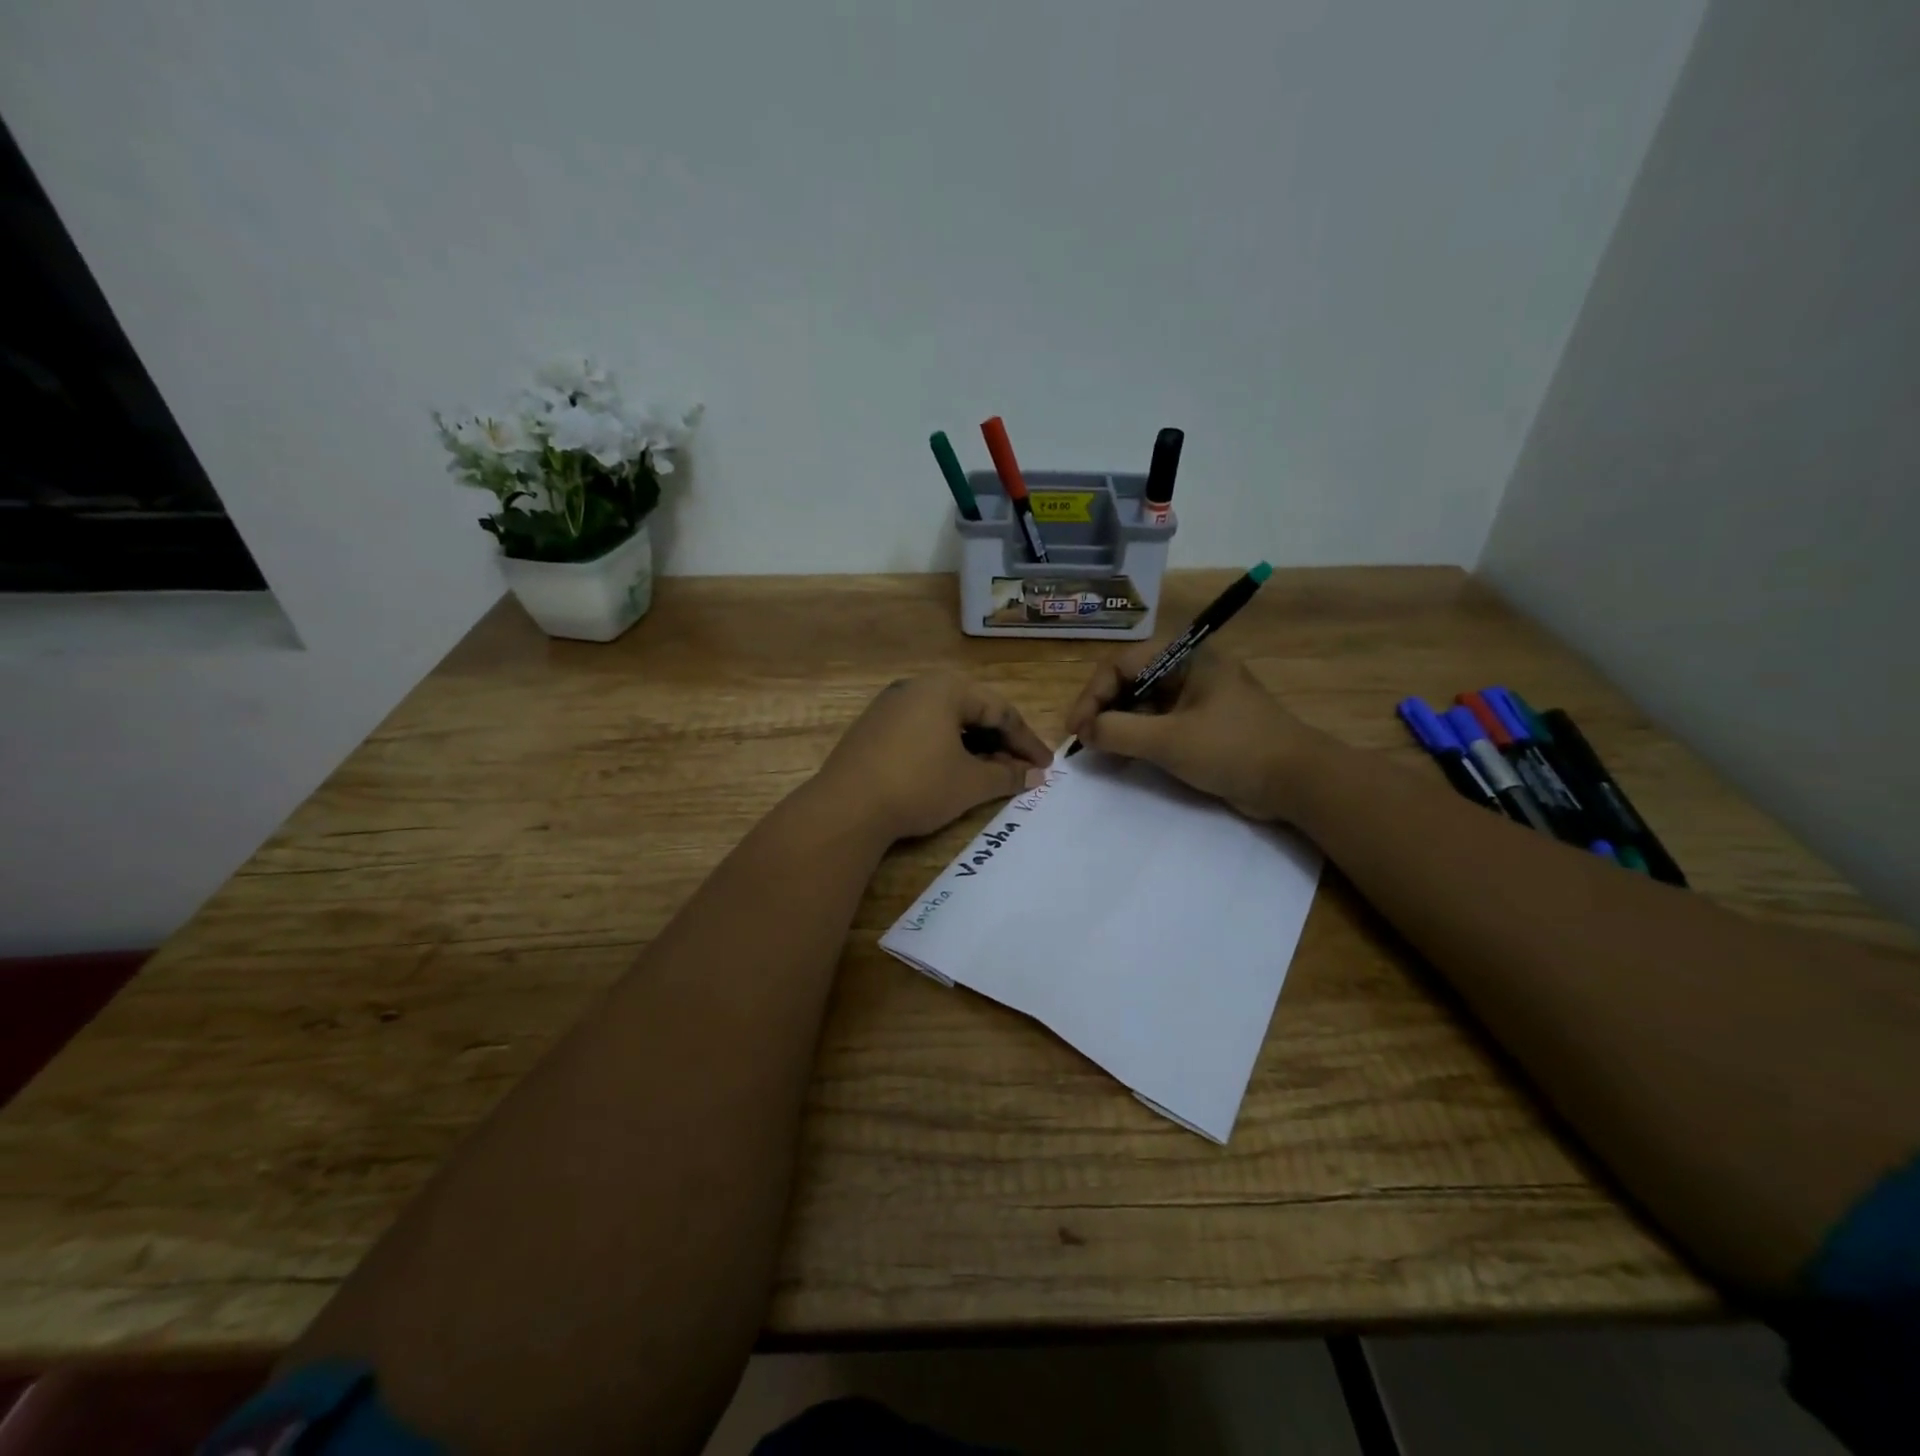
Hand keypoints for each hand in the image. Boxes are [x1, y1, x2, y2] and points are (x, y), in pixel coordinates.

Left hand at [815, 673, 1052, 841]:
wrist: (846, 808)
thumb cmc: (918, 786)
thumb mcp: (970, 783)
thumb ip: (1007, 776)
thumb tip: (1035, 775)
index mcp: (945, 688)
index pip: (1000, 711)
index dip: (1026, 741)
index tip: (1046, 766)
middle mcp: (917, 686)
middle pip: (972, 711)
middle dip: (1000, 742)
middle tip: (1021, 769)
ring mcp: (890, 705)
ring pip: (946, 721)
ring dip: (974, 746)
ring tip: (990, 774)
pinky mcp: (872, 728)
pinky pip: (921, 730)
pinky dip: (944, 748)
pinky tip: (952, 772)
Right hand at [1064, 645, 1322, 820]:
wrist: (1298, 782)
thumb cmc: (1232, 749)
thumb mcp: (1168, 740)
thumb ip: (1118, 732)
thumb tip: (1084, 732)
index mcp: (1186, 657)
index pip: (1122, 665)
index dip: (1092, 695)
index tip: (1076, 729)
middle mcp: (1190, 669)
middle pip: (1131, 682)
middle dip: (1103, 710)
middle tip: (1084, 741)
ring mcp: (1199, 697)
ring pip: (1143, 704)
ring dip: (1118, 726)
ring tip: (1100, 752)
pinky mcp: (1204, 724)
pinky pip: (1160, 724)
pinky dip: (1139, 738)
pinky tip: (1125, 758)